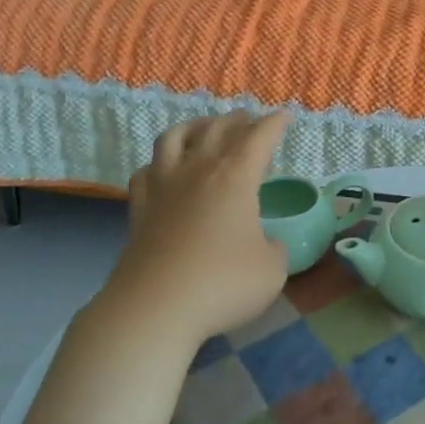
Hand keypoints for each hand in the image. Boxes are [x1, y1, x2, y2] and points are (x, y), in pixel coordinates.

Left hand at [107, 111, 291, 344]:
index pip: (259, 137)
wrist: (155, 307)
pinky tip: (163, 170)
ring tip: (204, 129)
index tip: (285, 116)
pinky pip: (146, 171)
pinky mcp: (139, 207)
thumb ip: (275, 249)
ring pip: (174, 138)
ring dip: (194, 127)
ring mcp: (163, 186)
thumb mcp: (271, 270)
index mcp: (236, 177)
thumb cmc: (222, 284)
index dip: (275, 124)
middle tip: (250, 120)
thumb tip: (267, 243)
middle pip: (217, 129)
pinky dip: (158, 163)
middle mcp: (198, 170)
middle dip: (238, 120)